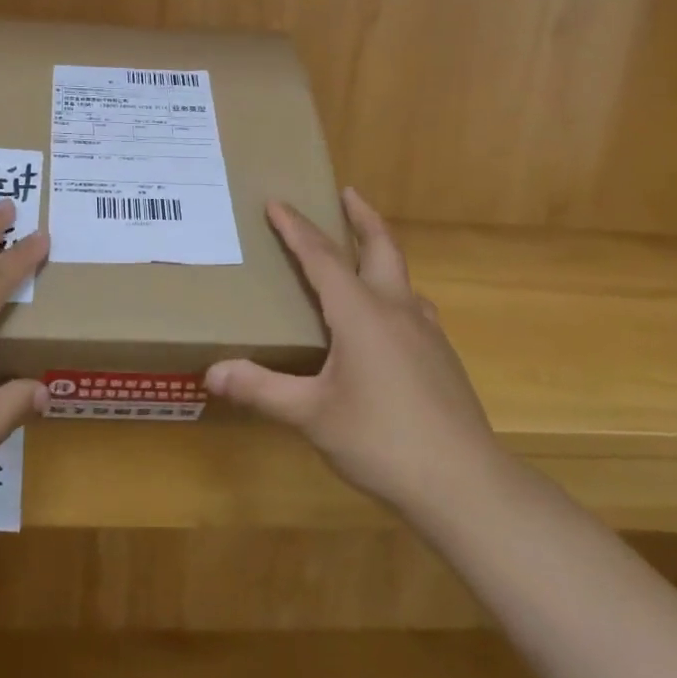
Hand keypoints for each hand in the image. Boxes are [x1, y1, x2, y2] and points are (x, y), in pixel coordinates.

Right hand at [206, 188, 501, 517]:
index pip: (322, 257)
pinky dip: (395, 292)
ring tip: (363, 253)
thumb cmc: (381, 441)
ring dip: (381, 253)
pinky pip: (414, 307)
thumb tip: (211, 373)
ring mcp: (426, 333)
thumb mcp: (311, 416)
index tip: (277, 202)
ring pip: (403, 276)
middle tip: (347, 193)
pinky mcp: (441, 357)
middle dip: (362, 217)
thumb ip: (262, 390)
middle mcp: (397, 310)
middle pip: (381, 247)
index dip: (296, 229)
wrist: (465, 484)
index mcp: (360, 313)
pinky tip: (389, 320)